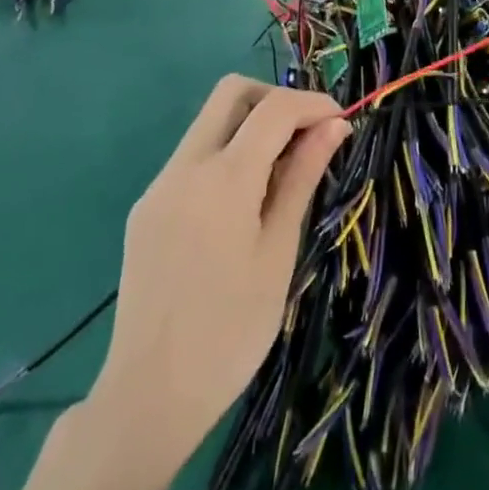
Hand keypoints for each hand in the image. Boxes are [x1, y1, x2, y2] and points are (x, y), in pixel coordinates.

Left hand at [95, 77, 349, 453]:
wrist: (149, 396)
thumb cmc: (231, 329)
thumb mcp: (278, 251)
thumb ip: (302, 178)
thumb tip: (334, 126)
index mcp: (223, 178)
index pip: (274, 108)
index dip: (313, 103)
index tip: (341, 122)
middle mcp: (185, 166)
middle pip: (231, 93)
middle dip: (275, 99)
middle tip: (307, 135)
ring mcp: (160, 185)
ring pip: (209, 122)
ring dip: (250, 127)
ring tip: (283, 172)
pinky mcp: (147, 207)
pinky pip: (192, 157)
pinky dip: (226, 155)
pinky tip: (244, 202)